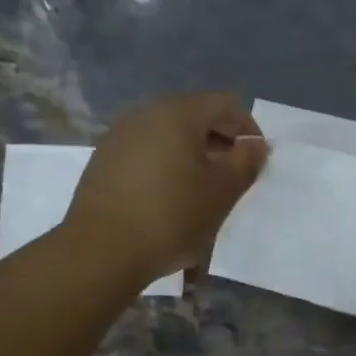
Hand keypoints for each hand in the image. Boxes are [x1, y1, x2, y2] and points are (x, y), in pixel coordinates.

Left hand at [66, 93, 267, 286]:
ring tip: (200, 192)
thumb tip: (254, 145)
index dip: (248, 129)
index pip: (225, 104)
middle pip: (194, 116)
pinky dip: (165, 167)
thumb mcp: (221, 193)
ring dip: (191, 156)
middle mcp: (144, 114)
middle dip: (219, 143)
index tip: (255, 162)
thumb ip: (245, 162)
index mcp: (177, 113)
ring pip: (168, 136)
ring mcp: (118, 136)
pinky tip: (167, 199)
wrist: (101, 251)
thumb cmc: (170, 217)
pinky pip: (145, 153)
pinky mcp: (102, 161)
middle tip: (231, 178)